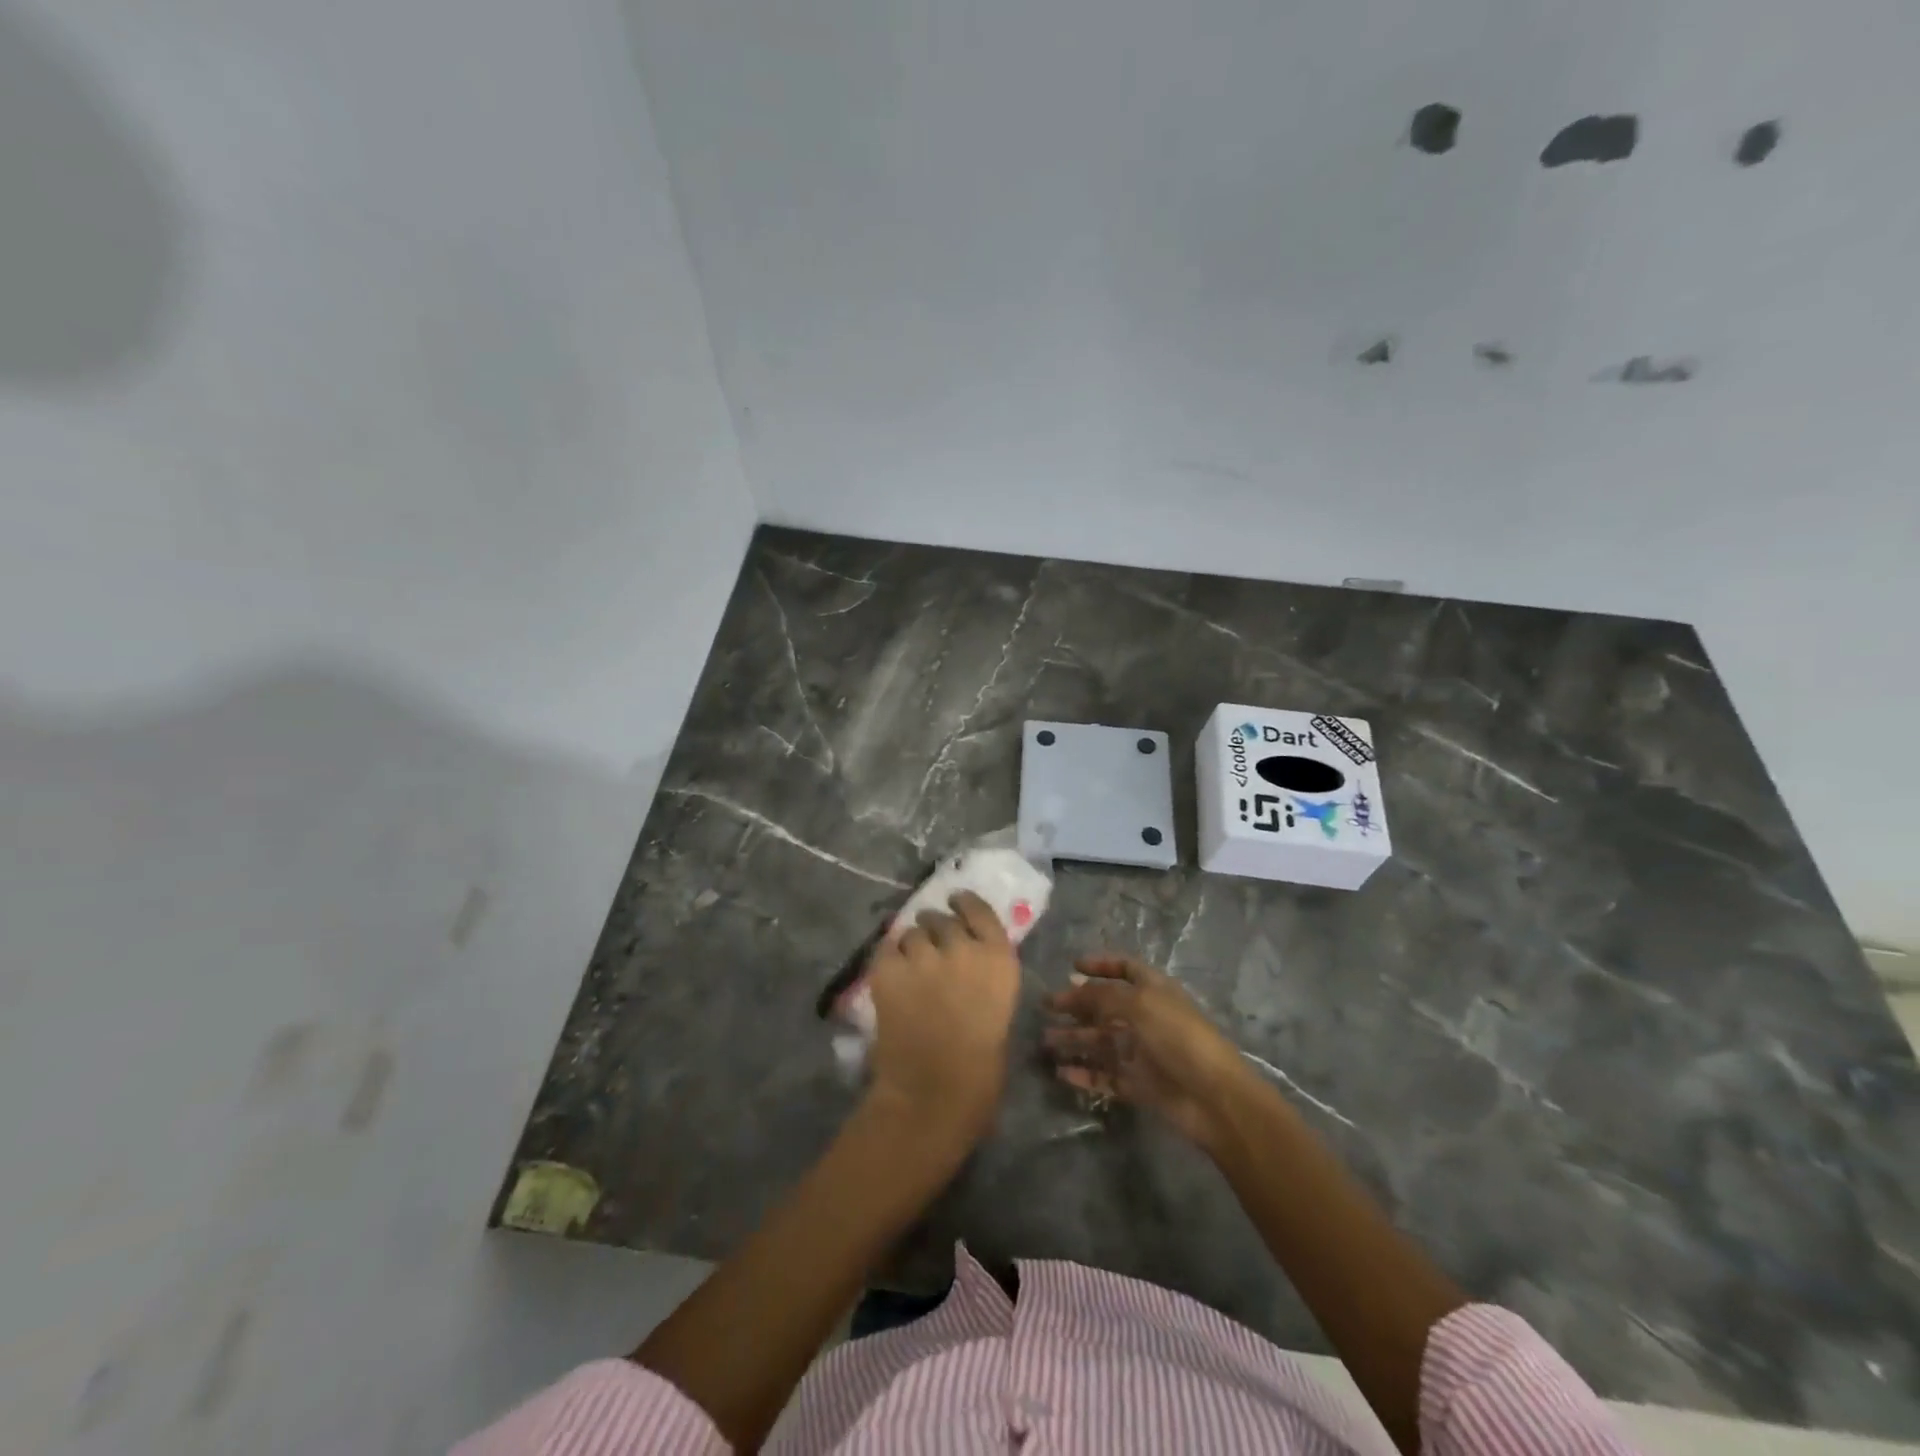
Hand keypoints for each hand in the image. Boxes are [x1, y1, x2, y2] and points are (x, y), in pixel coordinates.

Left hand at [864, 890, 1021, 1148]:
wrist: (934, 1093)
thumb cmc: (981, 1067)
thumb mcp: (999, 1008)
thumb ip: (984, 976)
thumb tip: (964, 961)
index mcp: (999, 959)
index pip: (980, 911)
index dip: (965, 903)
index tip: (956, 900)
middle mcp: (962, 947)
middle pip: (943, 920)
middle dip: (936, 929)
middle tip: (930, 946)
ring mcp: (923, 956)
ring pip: (912, 932)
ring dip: (911, 945)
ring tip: (909, 965)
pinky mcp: (888, 969)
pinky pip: (886, 948)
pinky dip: (888, 958)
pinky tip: (889, 973)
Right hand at [1043, 954, 1252, 1147]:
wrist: (1214, 1097)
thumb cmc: (1179, 1038)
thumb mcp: (1139, 1005)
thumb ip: (1102, 996)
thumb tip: (1072, 988)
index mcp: (1154, 991)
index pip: (1126, 969)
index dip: (1101, 964)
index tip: (1073, 966)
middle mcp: (1146, 1018)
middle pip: (1106, 1006)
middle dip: (1077, 1004)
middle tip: (1046, 1006)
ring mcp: (1142, 1052)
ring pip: (1101, 1042)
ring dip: (1074, 1039)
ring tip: (1045, 1040)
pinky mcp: (1138, 1085)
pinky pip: (1105, 1076)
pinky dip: (1084, 1073)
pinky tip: (1061, 1073)